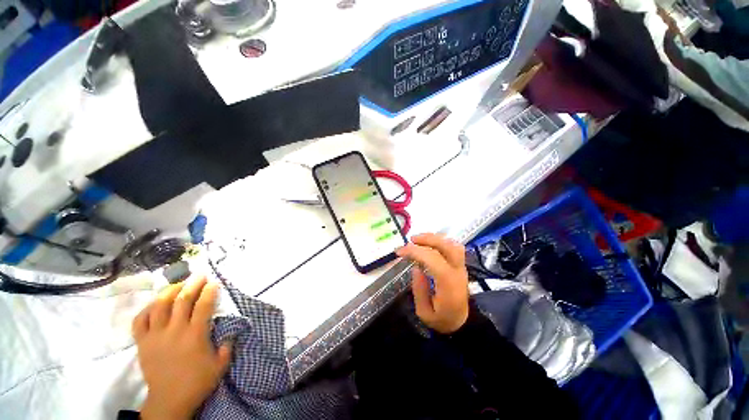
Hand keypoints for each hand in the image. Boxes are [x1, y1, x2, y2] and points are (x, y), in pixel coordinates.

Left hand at [132, 276, 231, 419]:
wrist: (169, 400)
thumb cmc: (197, 382)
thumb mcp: (221, 364)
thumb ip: (228, 345)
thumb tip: (231, 330)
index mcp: (195, 334)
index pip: (203, 305)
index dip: (210, 291)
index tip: (214, 282)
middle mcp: (175, 330)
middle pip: (182, 300)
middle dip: (192, 284)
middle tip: (199, 275)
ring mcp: (156, 335)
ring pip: (159, 306)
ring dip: (170, 291)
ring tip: (178, 284)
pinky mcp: (142, 342)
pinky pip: (140, 320)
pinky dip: (147, 309)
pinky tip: (154, 304)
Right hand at [397, 233, 469, 333]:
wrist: (463, 323)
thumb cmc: (443, 320)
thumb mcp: (424, 313)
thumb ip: (419, 290)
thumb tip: (416, 268)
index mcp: (448, 284)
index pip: (433, 259)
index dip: (415, 252)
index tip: (400, 252)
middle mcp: (457, 272)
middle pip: (447, 246)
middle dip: (427, 239)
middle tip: (411, 240)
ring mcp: (461, 267)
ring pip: (452, 244)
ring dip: (434, 238)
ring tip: (418, 240)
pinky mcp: (460, 265)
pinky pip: (453, 247)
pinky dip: (440, 242)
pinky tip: (429, 244)